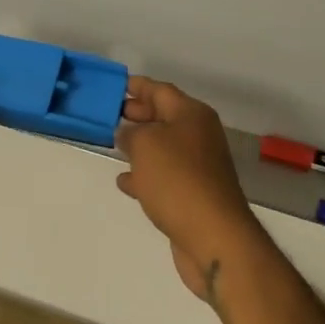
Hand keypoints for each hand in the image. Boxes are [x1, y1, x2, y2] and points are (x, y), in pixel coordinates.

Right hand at [116, 77, 264, 302]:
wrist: (213, 236)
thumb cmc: (177, 179)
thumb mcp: (145, 145)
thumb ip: (131, 133)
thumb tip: (128, 133)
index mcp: (192, 114)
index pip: (160, 90)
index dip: (137, 86)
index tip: (115, 86)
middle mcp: (199, 135)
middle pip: (164, 116)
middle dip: (138, 114)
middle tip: (111, 114)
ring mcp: (198, 167)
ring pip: (163, 147)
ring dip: (139, 145)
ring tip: (113, 144)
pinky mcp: (194, 194)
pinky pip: (164, 176)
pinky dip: (145, 175)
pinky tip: (125, 181)